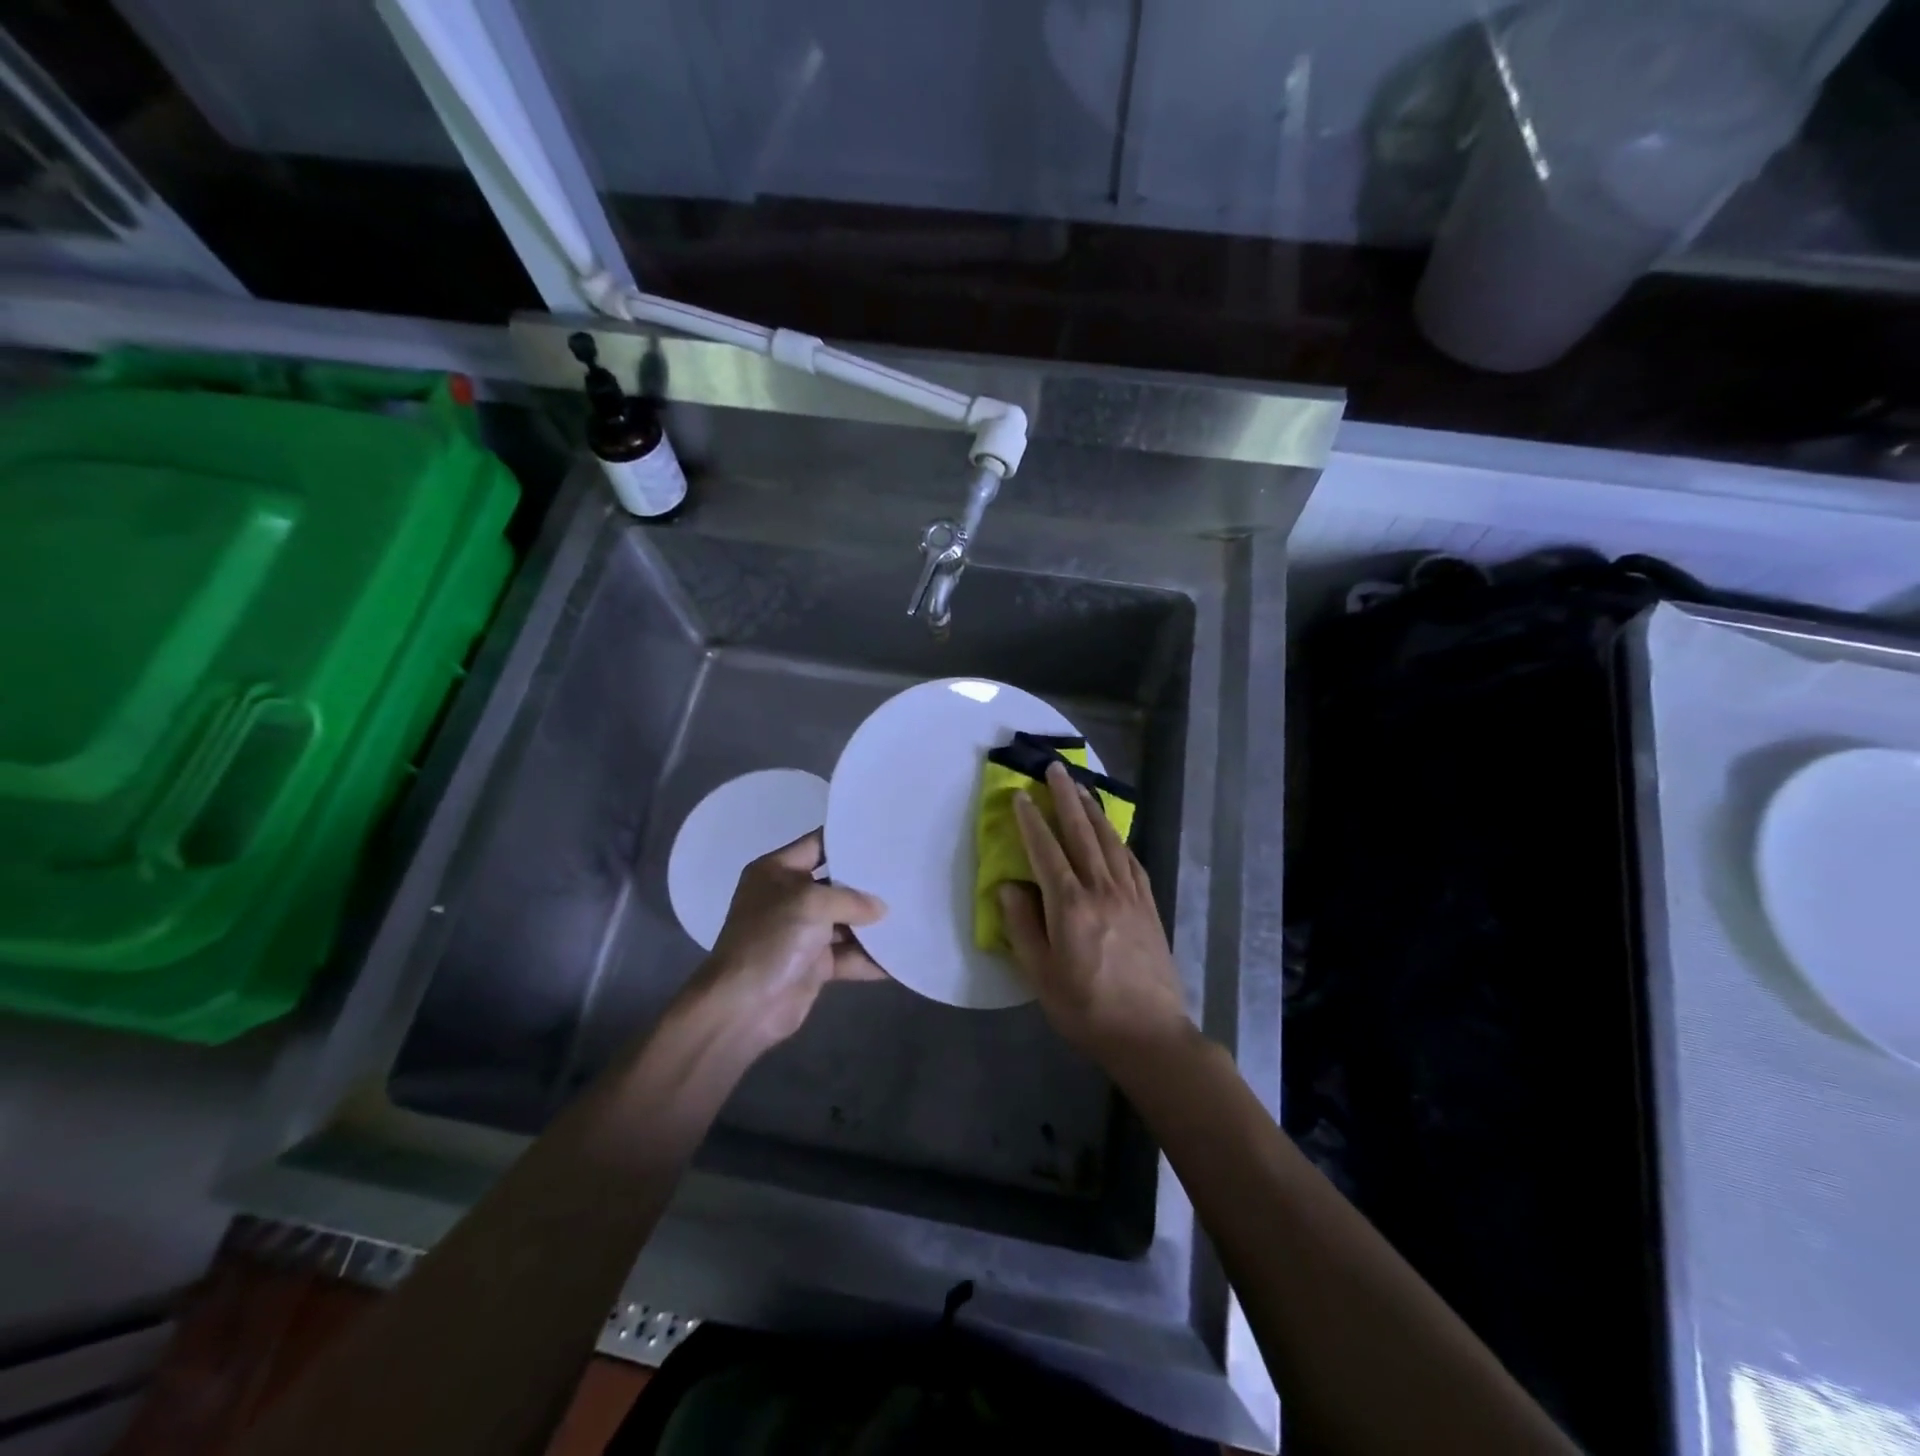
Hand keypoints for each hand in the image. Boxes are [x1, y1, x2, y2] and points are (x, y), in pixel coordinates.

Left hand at [693, 829, 886, 1049]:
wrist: (743, 1006)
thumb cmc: (772, 939)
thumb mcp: (812, 903)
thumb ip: (851, 899)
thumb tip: (880, 908)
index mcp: (777, 872)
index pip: (818, 844)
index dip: (849, 840)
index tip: (885, 836)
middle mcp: (789, 898)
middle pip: (837, 884)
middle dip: (869, 884)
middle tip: (908, 873)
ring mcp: (802, 933)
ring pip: (846, 922)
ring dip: (874, 923)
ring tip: (913, 911)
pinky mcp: (813, 965)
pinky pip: (849, 956)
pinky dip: (870, 958)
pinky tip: (901, 955)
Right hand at [999, 761, 1190, 1063]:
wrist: (1149, 1033)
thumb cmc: (1085, 1009)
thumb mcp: (1040, 975)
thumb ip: (1022, 926)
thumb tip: (1008, 887)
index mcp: (1070, 905)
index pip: (1045, 850)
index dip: (1030, 820)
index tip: (1020, 794)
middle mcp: (1101, 889)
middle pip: (1081, 832)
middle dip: (1065, 797)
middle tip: (1055, 768)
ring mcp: (1130, 896)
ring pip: (1109, 840)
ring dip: (1093, 811)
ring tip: (1081, 787)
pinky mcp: (1148, 907)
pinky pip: (1131, 861)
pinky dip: (1119, 840)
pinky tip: (1113, 833)